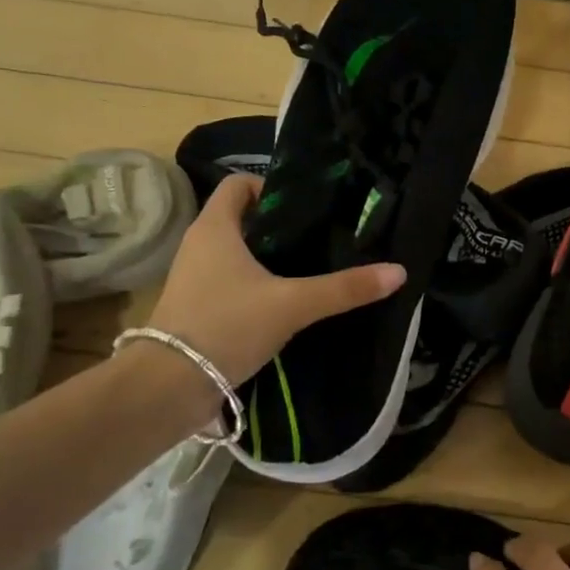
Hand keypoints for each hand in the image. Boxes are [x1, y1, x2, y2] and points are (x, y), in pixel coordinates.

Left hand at [145, 173, 405, 385]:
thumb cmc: (227, 325)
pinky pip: (233, 284)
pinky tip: (288, 305)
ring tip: (311, 271)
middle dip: (281, 227)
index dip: (272, 187)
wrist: (171, 386)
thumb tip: (399, 272)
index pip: (239, 184)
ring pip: (239, 254)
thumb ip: (344, 289)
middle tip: (322, 239)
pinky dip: (258, 286)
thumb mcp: (294, 304)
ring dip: (270, 259)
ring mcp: (195, 279)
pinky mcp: (198, 308)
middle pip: (243, 220)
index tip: (308, 208)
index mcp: (215, 228)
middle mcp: (200, 245)